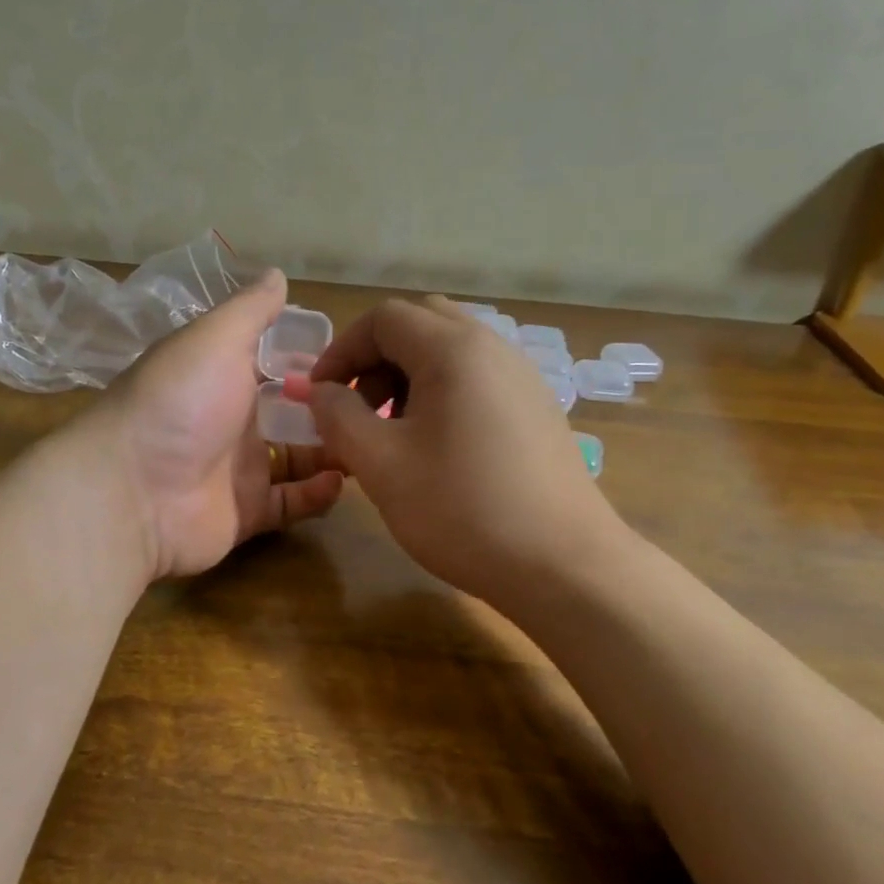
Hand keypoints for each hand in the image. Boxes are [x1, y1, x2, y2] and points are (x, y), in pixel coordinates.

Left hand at [91, 269, 343, 579]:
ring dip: (332, 450)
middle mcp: (232, 420)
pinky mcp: (247, 513)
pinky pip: (291, 502)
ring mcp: (239, 470)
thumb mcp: (215, 339)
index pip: (277, 364)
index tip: (358, 358)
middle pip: (293, 413)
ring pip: (298, 459)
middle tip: (379, 407)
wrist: (133, 491)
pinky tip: (341, 479)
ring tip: (371, 442)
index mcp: (223, 376)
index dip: (314, 361)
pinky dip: (317, 493)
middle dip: (332, 409)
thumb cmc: (180, 402)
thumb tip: (278, 274)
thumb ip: (251, 310)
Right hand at [301, 296, 619, 606]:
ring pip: (450, 354)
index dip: (341, 350)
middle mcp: (493, 348)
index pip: (383, 319)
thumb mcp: (381, 463)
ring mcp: (522, 378)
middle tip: (359, 410)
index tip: (320, 397)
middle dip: (376, 361)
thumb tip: (321, 391)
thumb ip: (338, 416)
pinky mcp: (538, 409)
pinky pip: (478, 381)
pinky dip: (443, 397)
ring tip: (394, 436)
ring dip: (408, 380)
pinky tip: (438, 451)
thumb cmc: (461, 509)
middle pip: (419, 326)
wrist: (563, 564)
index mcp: (454, 349)